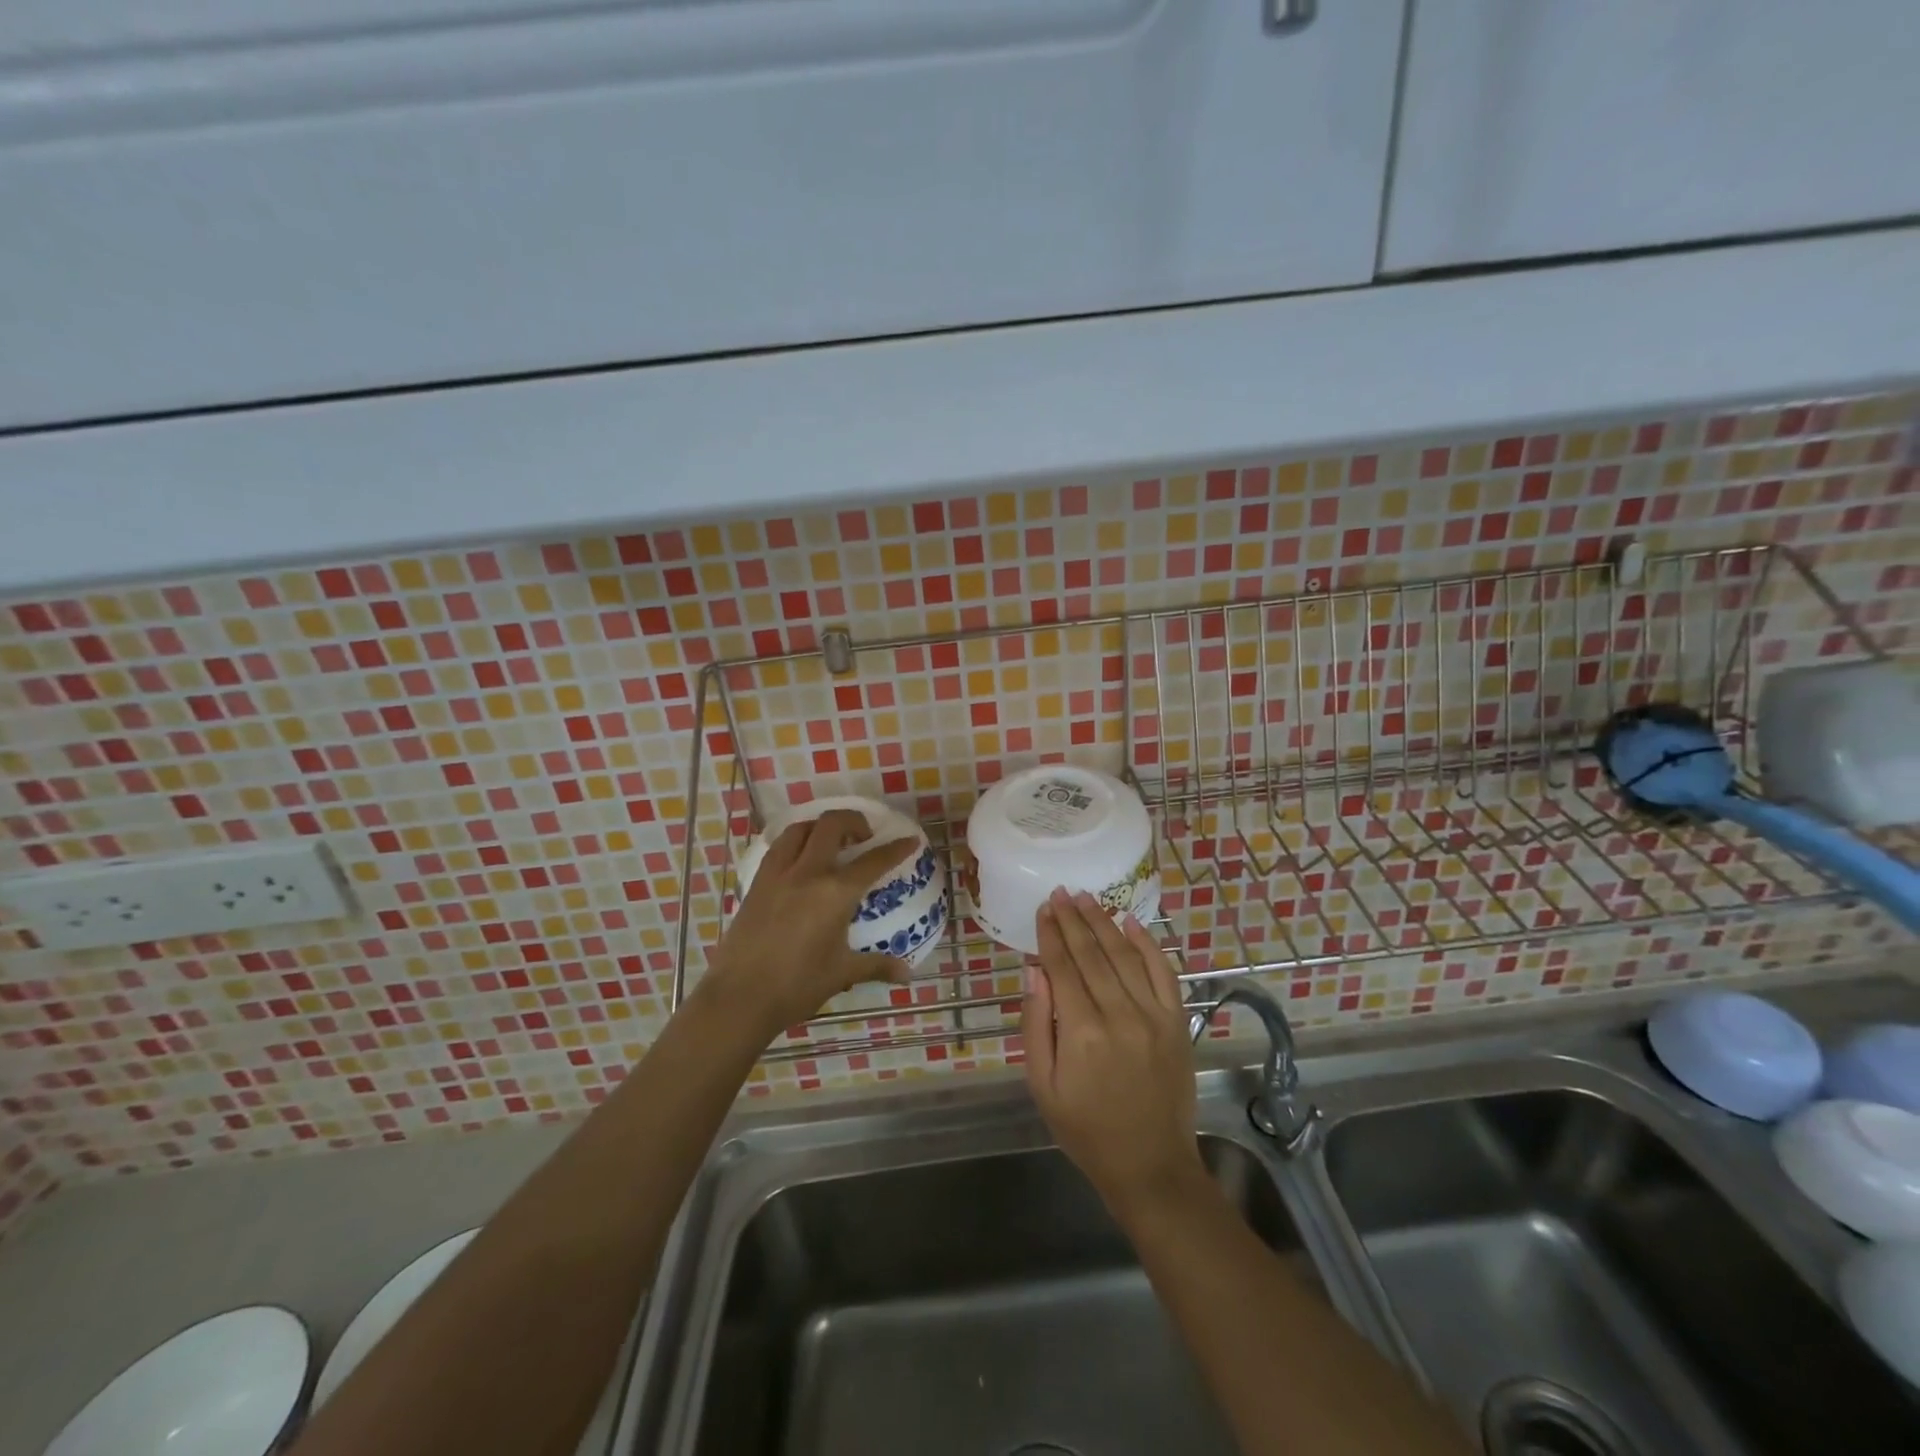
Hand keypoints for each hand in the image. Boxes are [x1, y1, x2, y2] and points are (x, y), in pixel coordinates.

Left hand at [702, 809, 918, 1038]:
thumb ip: (876, 966)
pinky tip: (800, 860)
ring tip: (831, 841)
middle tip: (864, 837)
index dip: (895, 849)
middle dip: (854, 821)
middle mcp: (807, 873)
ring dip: (820, 827)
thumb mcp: (841, 973)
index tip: (909, 841)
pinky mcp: (756, 884)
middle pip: (831, 826)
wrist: (738, 998)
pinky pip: (778, 848)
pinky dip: (795, 842)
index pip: (873, 862)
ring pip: (800, 829)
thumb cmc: (796, 986)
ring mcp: (778, 875)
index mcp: (835, 893)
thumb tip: (907, 974)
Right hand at [1023, 888, 1203, 1214]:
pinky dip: (1148, 943)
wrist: (1150, 1165)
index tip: (1043, 908)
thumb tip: (1035, 970)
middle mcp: (1120, 1015)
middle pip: (1093, 953)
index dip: (1051, 934)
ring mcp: (1154, 1016)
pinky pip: (1163, 972)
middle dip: (1073, 919)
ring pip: (1125, 955)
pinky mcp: (1177, 1022)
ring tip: (1087, 898)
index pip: (1063, 967)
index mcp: (1082, 1033)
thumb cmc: (1085, 1129)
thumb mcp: (1043, 1085)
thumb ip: (1036, 1024)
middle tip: (1060, 892)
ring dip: (1104, 922)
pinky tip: (1131, 922)